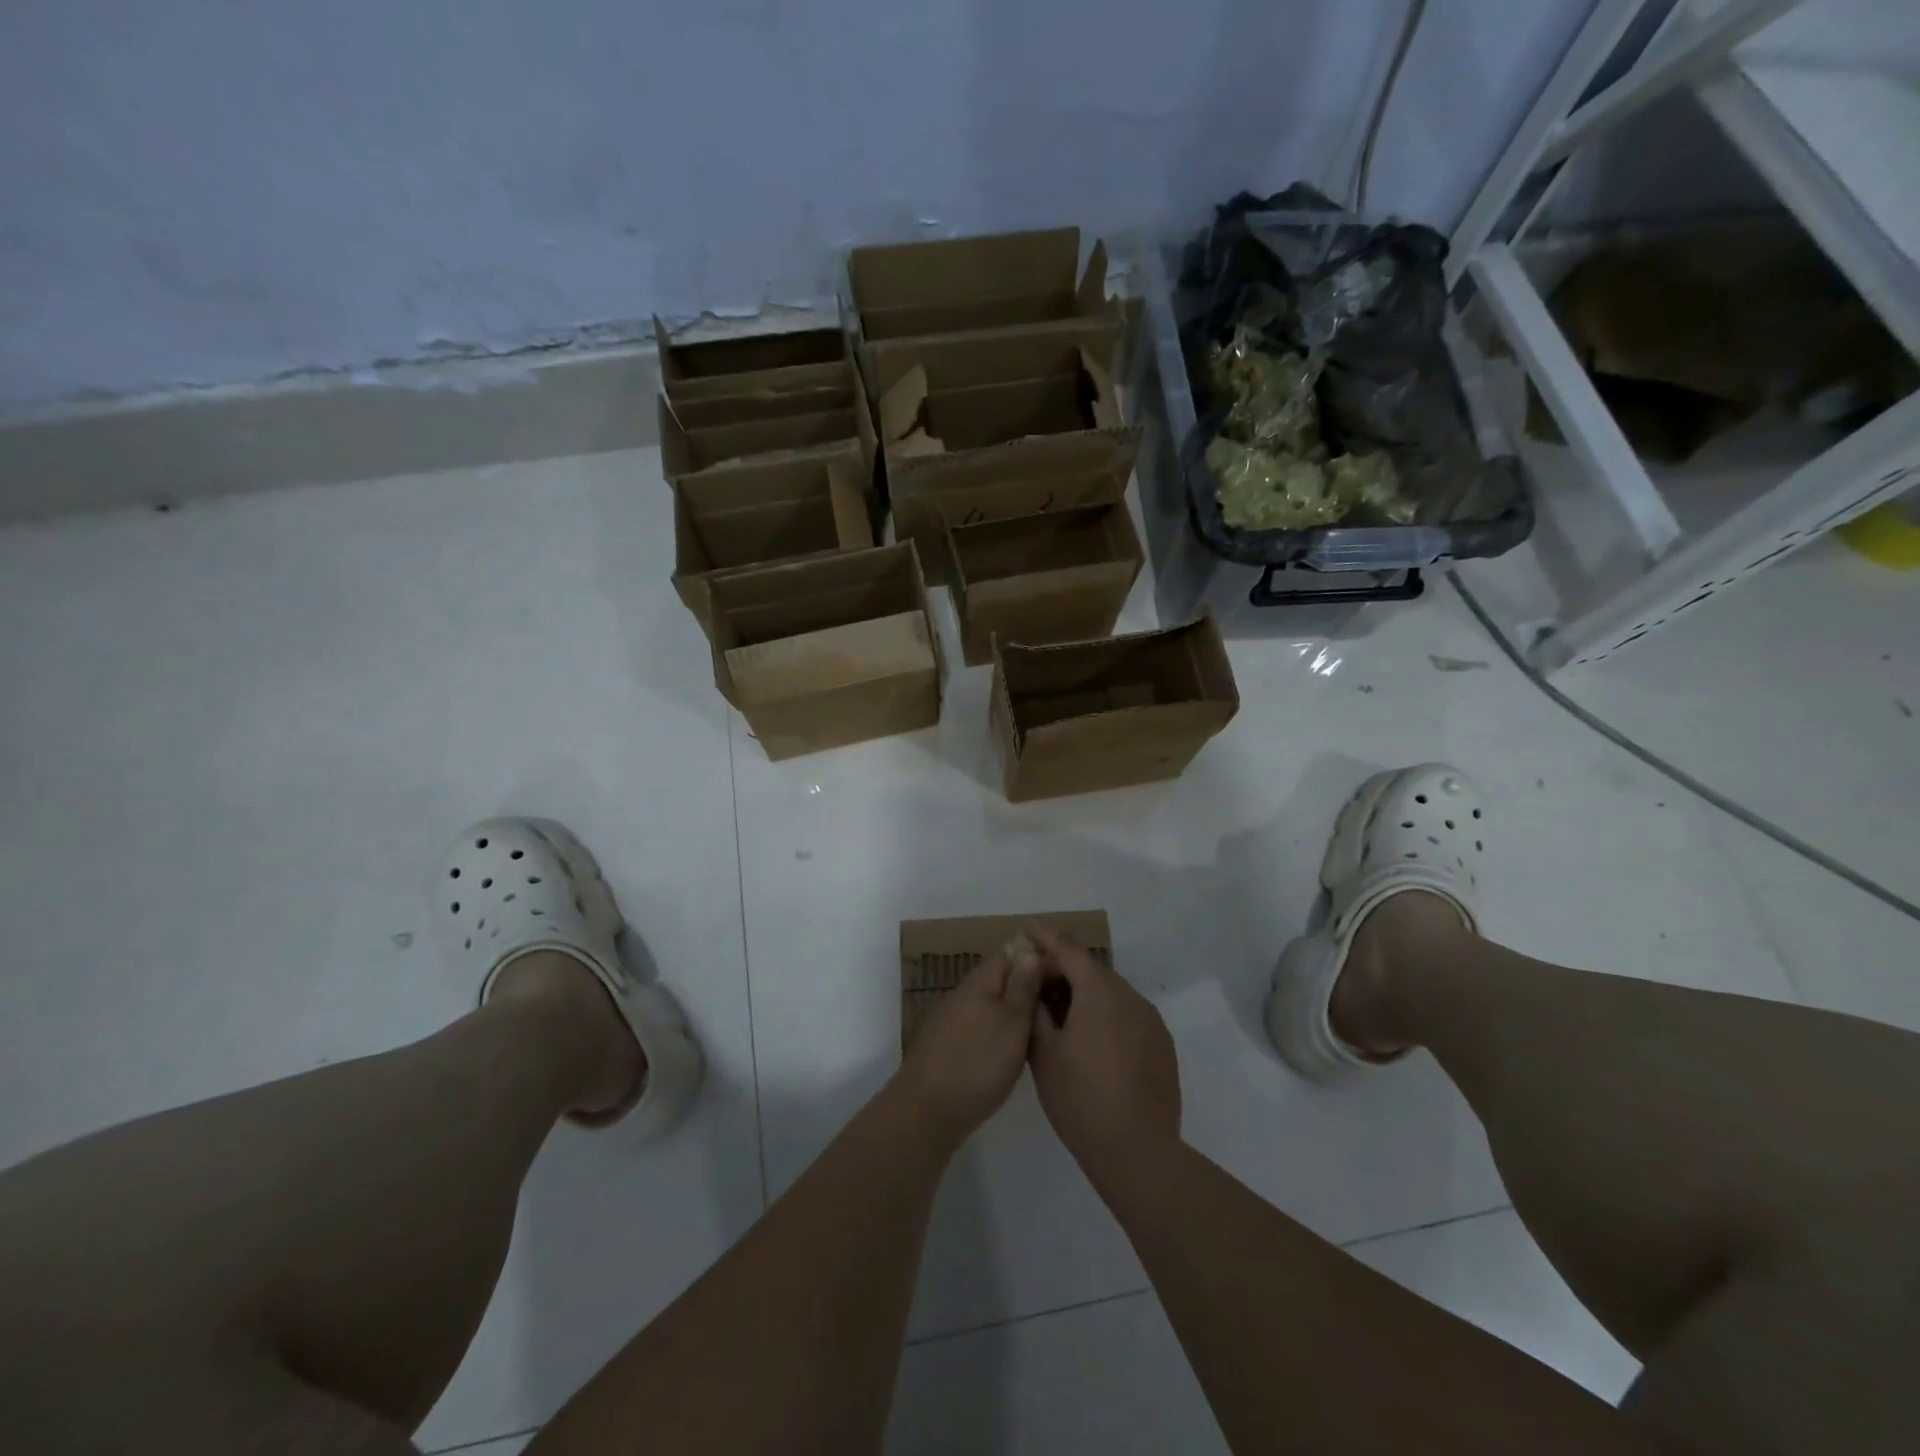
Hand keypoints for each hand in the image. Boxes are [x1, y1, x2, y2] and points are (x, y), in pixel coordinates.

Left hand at [894, 949, 1043, 1151]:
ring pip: (990, 1006)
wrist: (928, 1110)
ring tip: (1041, 1033)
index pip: (1011, 956)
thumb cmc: (979, 1061)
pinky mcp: (948, 1046)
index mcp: (980, 981)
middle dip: (1027, 990)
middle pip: (1000, 981)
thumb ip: (1022, 986)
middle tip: (1058, 1010)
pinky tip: (1012, 1053)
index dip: (1038, 964)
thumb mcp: (1012, 1021)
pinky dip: (998, 1034)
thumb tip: (1029, 950)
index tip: (1064, 982)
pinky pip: (980, 1027)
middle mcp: (963, 994)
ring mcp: (952, 1020)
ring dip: (1013, 1014)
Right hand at [1025, 927, 1181, 1187]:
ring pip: (1112, 995)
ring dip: (1085, 995)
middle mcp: (1130, 997)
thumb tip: (1033, 984)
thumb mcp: (1044, 1054)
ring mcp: (1151, 1022)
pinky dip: (1106, 1016)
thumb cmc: (1081, 1099)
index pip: (1069, 950)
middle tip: (1036, 982)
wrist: (1138, 1153)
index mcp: (1100, 992)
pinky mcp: (1162, 1047)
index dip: (1046, 938)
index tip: (1028, 928)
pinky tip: (1091, 1042)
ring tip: (1060, 1015)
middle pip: (1092, 971)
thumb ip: (1036, 1011)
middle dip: (1064, 970)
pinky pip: (1128, 1017)